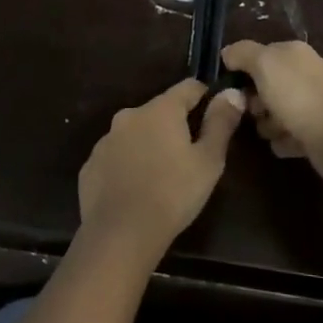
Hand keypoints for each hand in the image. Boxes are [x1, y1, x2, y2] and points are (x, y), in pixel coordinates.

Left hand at [78, 80, 244, 261]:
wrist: (119, 234)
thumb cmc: (173, 194)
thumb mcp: (209, 161)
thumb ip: (221, 123)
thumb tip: (232, 92)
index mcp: (161, 110)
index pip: (188, 87)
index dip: (205, 97)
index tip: (216, 115)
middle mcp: (130, 116)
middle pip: (160, 111)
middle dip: (176, 125)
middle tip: (190, 154)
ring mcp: (106, 140)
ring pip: (136, 133)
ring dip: (149, 144)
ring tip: (162, 174)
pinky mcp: (90, 165)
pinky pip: (116, 157)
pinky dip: (128, 165)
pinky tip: (136, 190)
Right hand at [221, 41, 322, 183]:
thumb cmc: (297, 95)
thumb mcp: (263, 64)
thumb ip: (242, 53)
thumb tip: (227, 53)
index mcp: (294, 53)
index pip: (259, 55)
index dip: (243, 70)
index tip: (233, 87)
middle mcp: (304, 74)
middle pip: (265, 87)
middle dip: (255, 102)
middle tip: (256, 111)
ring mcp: (312, 103)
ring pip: (274, 113)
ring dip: (269, 125)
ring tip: (277, 130)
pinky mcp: (316, 131)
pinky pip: (288, 135)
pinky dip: (285, 141)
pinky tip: (289, 142)